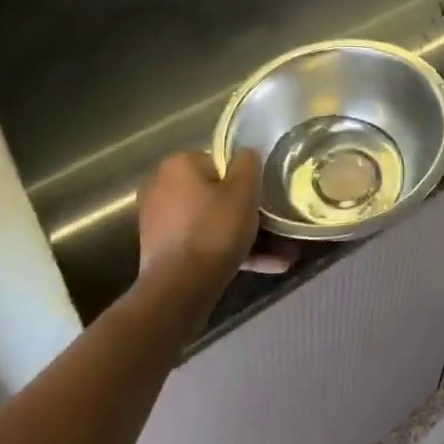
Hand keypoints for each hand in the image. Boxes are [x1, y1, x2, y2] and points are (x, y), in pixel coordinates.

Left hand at [136, 150, 262, 290]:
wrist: (179, 289)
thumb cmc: (213, 230)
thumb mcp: (244, 190)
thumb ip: (249, 163)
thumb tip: (246, 154)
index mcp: (178, 165)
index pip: (218, 162)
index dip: (242, 179)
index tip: (259, 197)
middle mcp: (162, 187)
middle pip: (215, 194)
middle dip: (246, 212)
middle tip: (274, 226)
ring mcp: (159, 222)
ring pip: (212, 223)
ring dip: (245, 237)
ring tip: (283, 254)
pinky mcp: (163, 251)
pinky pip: (203, 244)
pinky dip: (229, 252)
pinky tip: (266, 266)